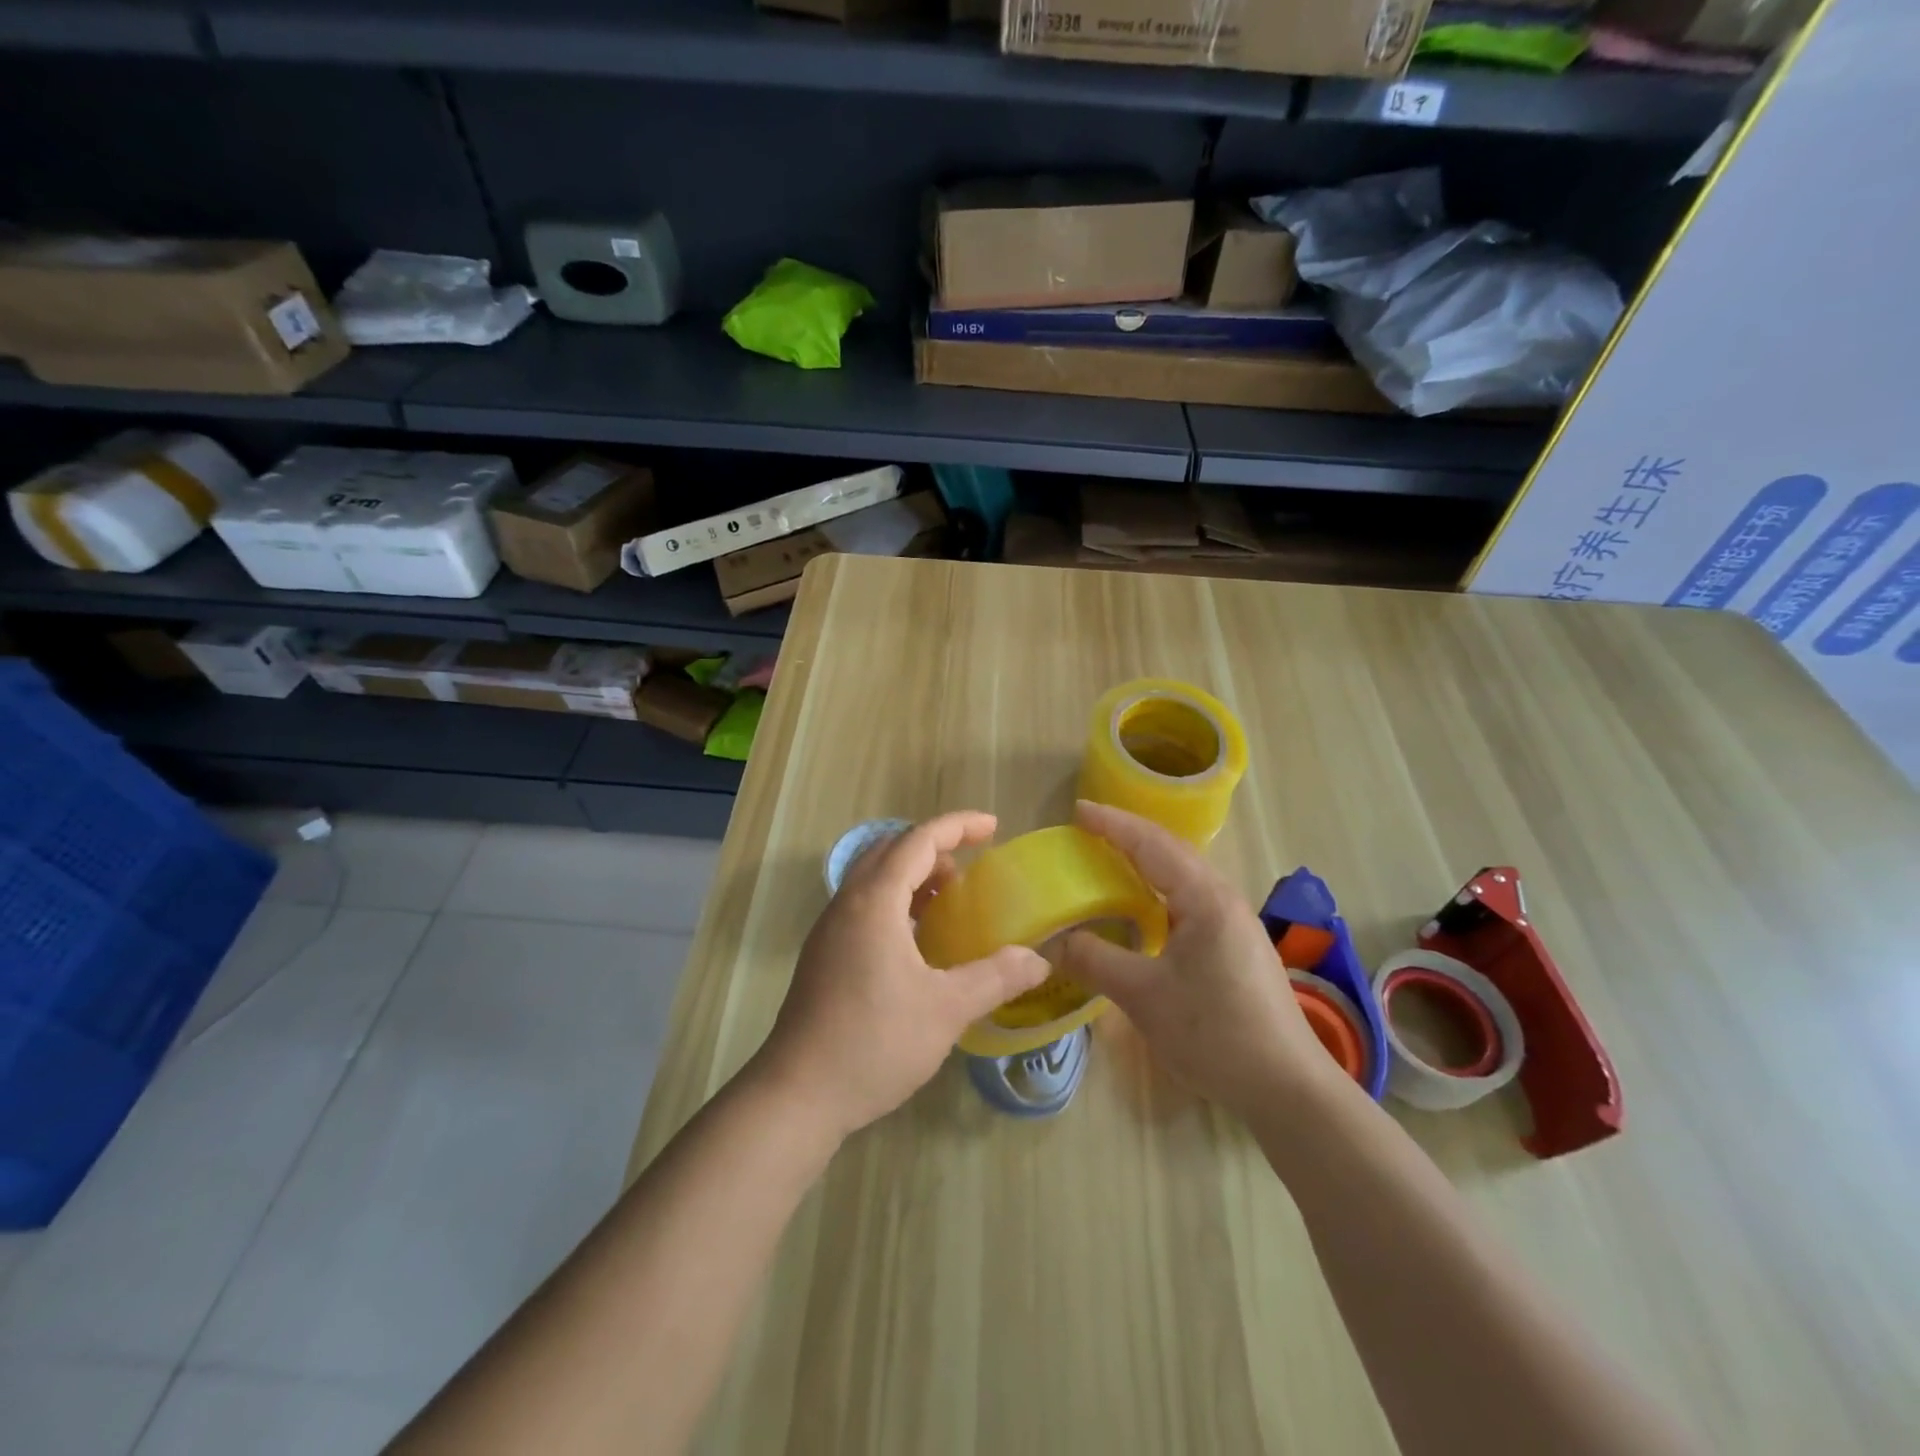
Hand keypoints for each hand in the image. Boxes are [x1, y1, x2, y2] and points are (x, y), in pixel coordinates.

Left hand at [754, 811, 1049, 1140]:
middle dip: (934, 848)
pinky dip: (897, 901)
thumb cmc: (874, 1042)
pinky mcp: (824, 954)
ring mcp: (830, 929)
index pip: (918, 840)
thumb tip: (1038, 960)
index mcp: (874, 901)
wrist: (798, 1094)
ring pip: (874, 878)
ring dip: (913, 875)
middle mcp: (848, 903)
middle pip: (891, 850)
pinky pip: (864, 905)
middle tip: (972, 866)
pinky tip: (919, 940)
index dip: (958, 826)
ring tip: (950, 899)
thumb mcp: (946, 1009)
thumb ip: (996, 977)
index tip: (994, 827)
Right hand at [1062, 800, 1344, 1119]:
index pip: (1151, 844)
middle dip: (1128, 836)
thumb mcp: (1144, 996)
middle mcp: (1223, 899)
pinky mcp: (1236, 947)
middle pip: (1171, 852)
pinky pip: (1190, 901)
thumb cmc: (1214, 1033)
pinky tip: (1143, 910)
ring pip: (1183, 877)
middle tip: (1087, 832)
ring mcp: (1235, 923)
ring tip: (1109, 862)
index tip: (1077, 812)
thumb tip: (1051, 941)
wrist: (1287, 1088)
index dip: (1112, 824)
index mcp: (1204, 898)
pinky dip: (1159, 892)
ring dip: (1145, 863)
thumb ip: (1095, 961)